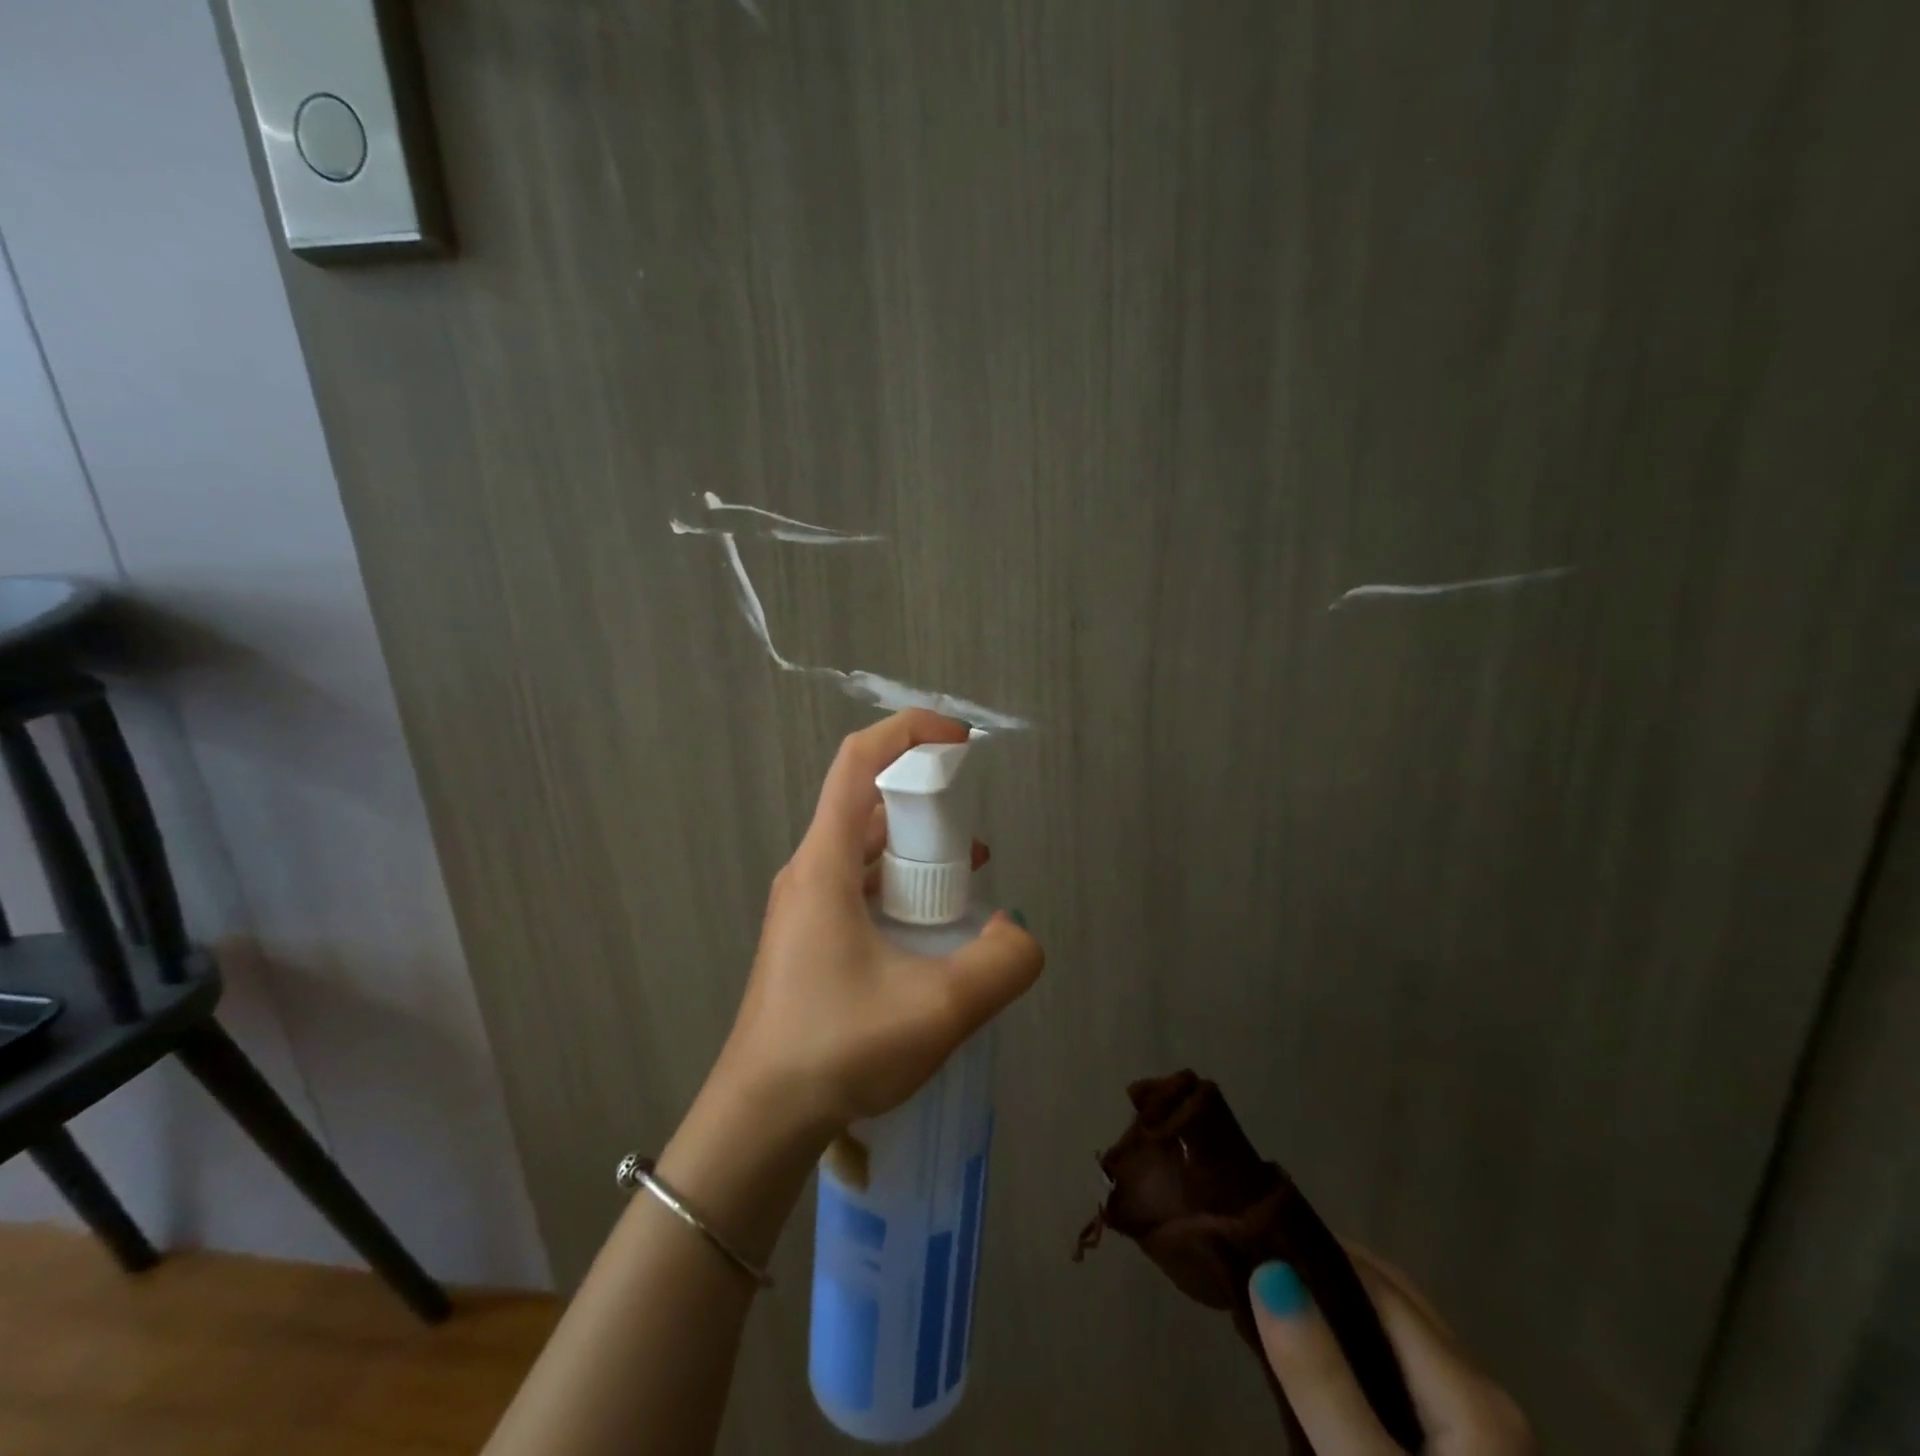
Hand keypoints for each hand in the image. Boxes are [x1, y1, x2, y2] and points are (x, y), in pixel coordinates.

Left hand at [714, 710, 1044, 1139]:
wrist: (758, 1121)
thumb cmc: (837, 1049)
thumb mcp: (938, 1008)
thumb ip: (1001, 963)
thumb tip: (1019, 932)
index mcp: (824, 863)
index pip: (859, 762)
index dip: (909, 732)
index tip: (959, 740)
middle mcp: (808, 871)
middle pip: (866, 802)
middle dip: (925, 799)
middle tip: (972, 831)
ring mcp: (804, 906)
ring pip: (864, 848)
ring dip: (916, 846)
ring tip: (967, 874)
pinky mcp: (808, 938)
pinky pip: (859, 885)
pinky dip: (900, 883)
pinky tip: (934, 924)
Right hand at [1250, 1247, 1533, 1453]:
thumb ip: (1321, 1380)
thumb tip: (1268, 1270)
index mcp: (1473, 1393)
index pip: (1378, 1283)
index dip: (1315, 1248)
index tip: (1251, 1232)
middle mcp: (1489, 1399)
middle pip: (1396, 1303)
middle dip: (1327, 1271)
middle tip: (1257, 1262)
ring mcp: (1489, 1436)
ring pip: (1404, 1339)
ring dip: (1343, 1309)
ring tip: (1278, 1303)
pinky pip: (1411, 1377)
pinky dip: (1363, 1350)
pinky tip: (1327, 1366)